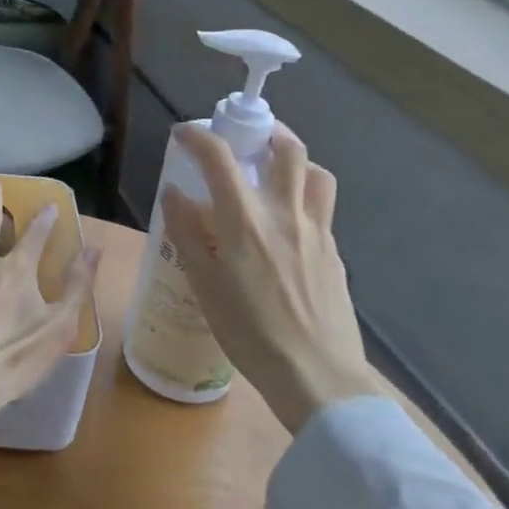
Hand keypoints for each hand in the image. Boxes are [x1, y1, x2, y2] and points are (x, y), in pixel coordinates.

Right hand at [159, 123, 378, 433]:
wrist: (317, 377)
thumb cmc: (250, 333)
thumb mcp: (203, 284)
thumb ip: (187, 233)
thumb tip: (173, 193)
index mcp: (246, 221)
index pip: (220, 157)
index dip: (197, 136)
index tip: (182, 134)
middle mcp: (286, 214)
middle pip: (287, 149)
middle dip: (264, 130)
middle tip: (243, 137)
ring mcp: (318, 232)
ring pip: (316, 173)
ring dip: (294, 160)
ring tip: (273, 171)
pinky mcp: (336, 253)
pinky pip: (323, 207)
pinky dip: (305, 195)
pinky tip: (287, 223)